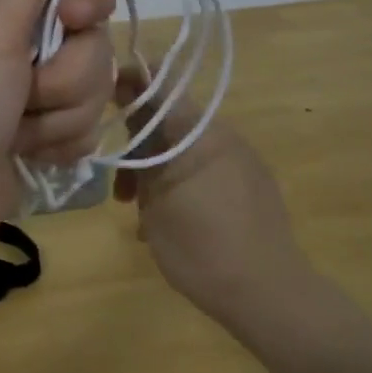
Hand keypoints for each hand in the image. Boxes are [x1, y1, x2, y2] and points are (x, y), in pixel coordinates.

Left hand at [0, 0, 114, 277]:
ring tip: (18, 135)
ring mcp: (37, 99)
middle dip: (66, 81)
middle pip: (96, 50)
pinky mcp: (44, 140)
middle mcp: (26, 52)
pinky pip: (86, 134)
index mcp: (10, 18)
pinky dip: (59, 148)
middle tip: (23, 98)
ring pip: (95, 96)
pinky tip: (29, 156)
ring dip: (59, 121)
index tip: (72, 20)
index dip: (89, 7)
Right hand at [111, 67, 311, 319]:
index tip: (103, 100)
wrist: (268, 292)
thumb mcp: (154, 201)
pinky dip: (182, 183)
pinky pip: (207, 169)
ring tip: (141, 214)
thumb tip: (130, 118)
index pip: (160, 80)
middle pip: (170, 120)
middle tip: (120, 189)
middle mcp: (223, 135)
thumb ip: (140, 155)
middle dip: (138, 145)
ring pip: (186, 149)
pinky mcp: (253, 183)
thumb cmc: (200, 246)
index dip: (129, 80)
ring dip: (158, 170)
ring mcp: (242, 159)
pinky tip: (171, 222)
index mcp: (197, 132)